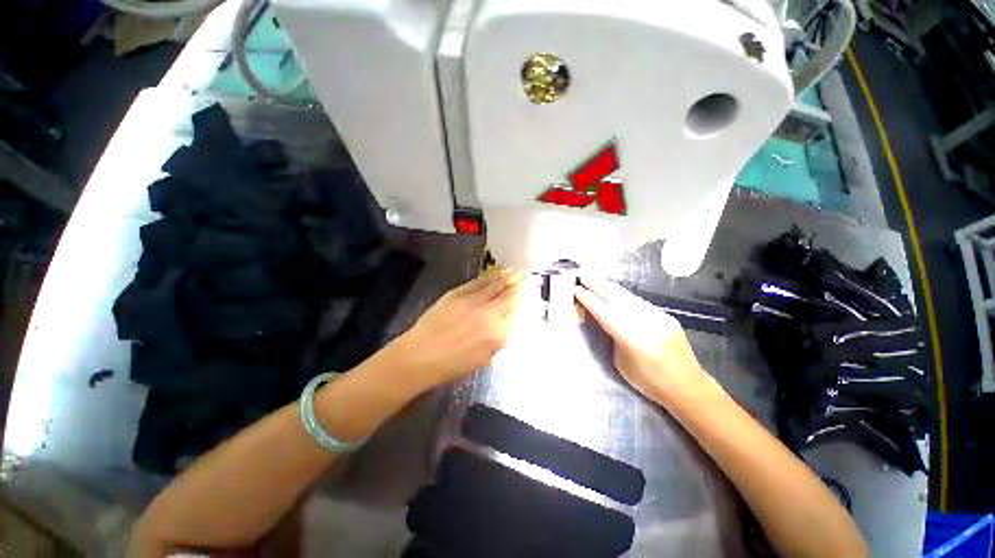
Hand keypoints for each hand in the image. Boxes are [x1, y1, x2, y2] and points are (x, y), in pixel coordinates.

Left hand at [388, 268, 528, 389]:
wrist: (420, 356)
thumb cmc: (453, 364)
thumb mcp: (485, 358)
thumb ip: (501, 336)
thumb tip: (509, 318)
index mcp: (498, 333)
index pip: (516, 309)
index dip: (523, 297)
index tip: (528, 290)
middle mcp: (489, 313)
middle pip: (509, 293)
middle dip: (519, 281)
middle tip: (527, 273)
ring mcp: (473, 300)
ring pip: (495, 282)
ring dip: (507, 274)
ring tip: (515, 268)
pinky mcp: (458, 292)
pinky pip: (479, 281)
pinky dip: (490, 276)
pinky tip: (496, 272)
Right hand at [574, 276, 709, 403]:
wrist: (688, 387)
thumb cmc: (648, 382)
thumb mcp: (621, 362)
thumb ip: (612, 338)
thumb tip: (602, 320)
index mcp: (631, 337)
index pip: (604, 312)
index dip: (589, 300)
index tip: (576, 290)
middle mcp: (646, 321)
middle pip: (616, 297)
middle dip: (597, 285)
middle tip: (583, 276)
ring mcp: (659, 316)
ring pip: (628, 296)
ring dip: (610, 287)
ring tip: (596, 280)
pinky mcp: (666, 315)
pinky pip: (639, 302)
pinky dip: (624, 296)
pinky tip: (616, 293)